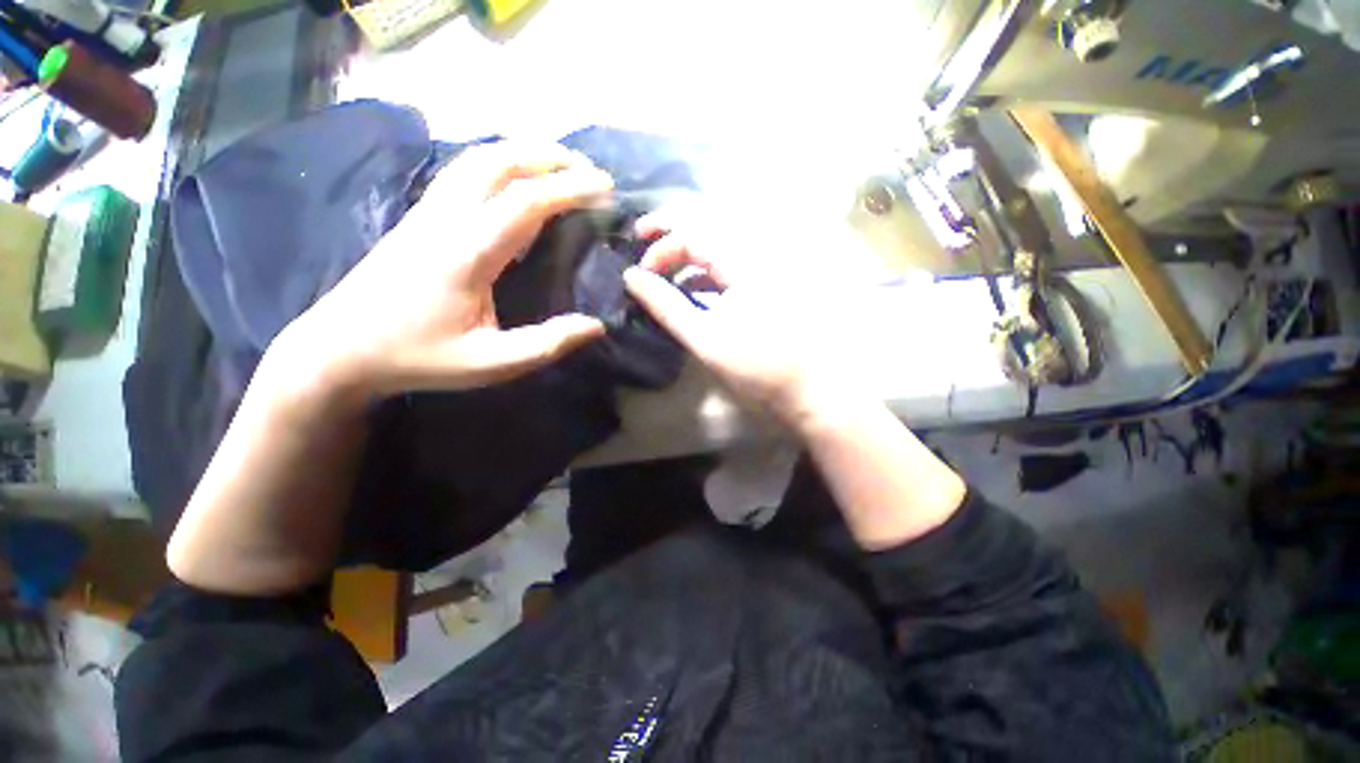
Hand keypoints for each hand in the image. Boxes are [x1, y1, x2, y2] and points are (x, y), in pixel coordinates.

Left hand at [274, 141, 612, 403]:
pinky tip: (515, 180)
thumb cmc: (418, 357)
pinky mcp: (418, 216)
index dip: (571, 188)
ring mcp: (428, 212)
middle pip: (500, 161)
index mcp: (467, 251)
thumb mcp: (491, 363)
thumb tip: (596, 326)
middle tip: (589, 171)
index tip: (606, 188)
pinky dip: (500, 163)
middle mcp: (446, 218)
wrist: (340, 348)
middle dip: (550, 158)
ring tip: (560, 167)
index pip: (526, 200)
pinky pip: (464, 172)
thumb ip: (547, 344)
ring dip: (524, 154)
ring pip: (478, 159)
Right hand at [623, 205, 867, 425]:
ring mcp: (763, 268)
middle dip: (671, 234)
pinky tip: (692, 291)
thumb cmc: (755, 363)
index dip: (660, 243)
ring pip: (717, 246)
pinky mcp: (765, 284)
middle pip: (706, 227)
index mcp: (742, 261)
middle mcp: (755, 254)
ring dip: (687, 255)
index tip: (638, 269)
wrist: (807, 385)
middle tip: (643, 246)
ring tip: (664, 273)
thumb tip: (631, 277)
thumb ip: (665, 305)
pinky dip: (705, 273)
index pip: (693, 231)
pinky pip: (728, 265)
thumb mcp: (703, 336)